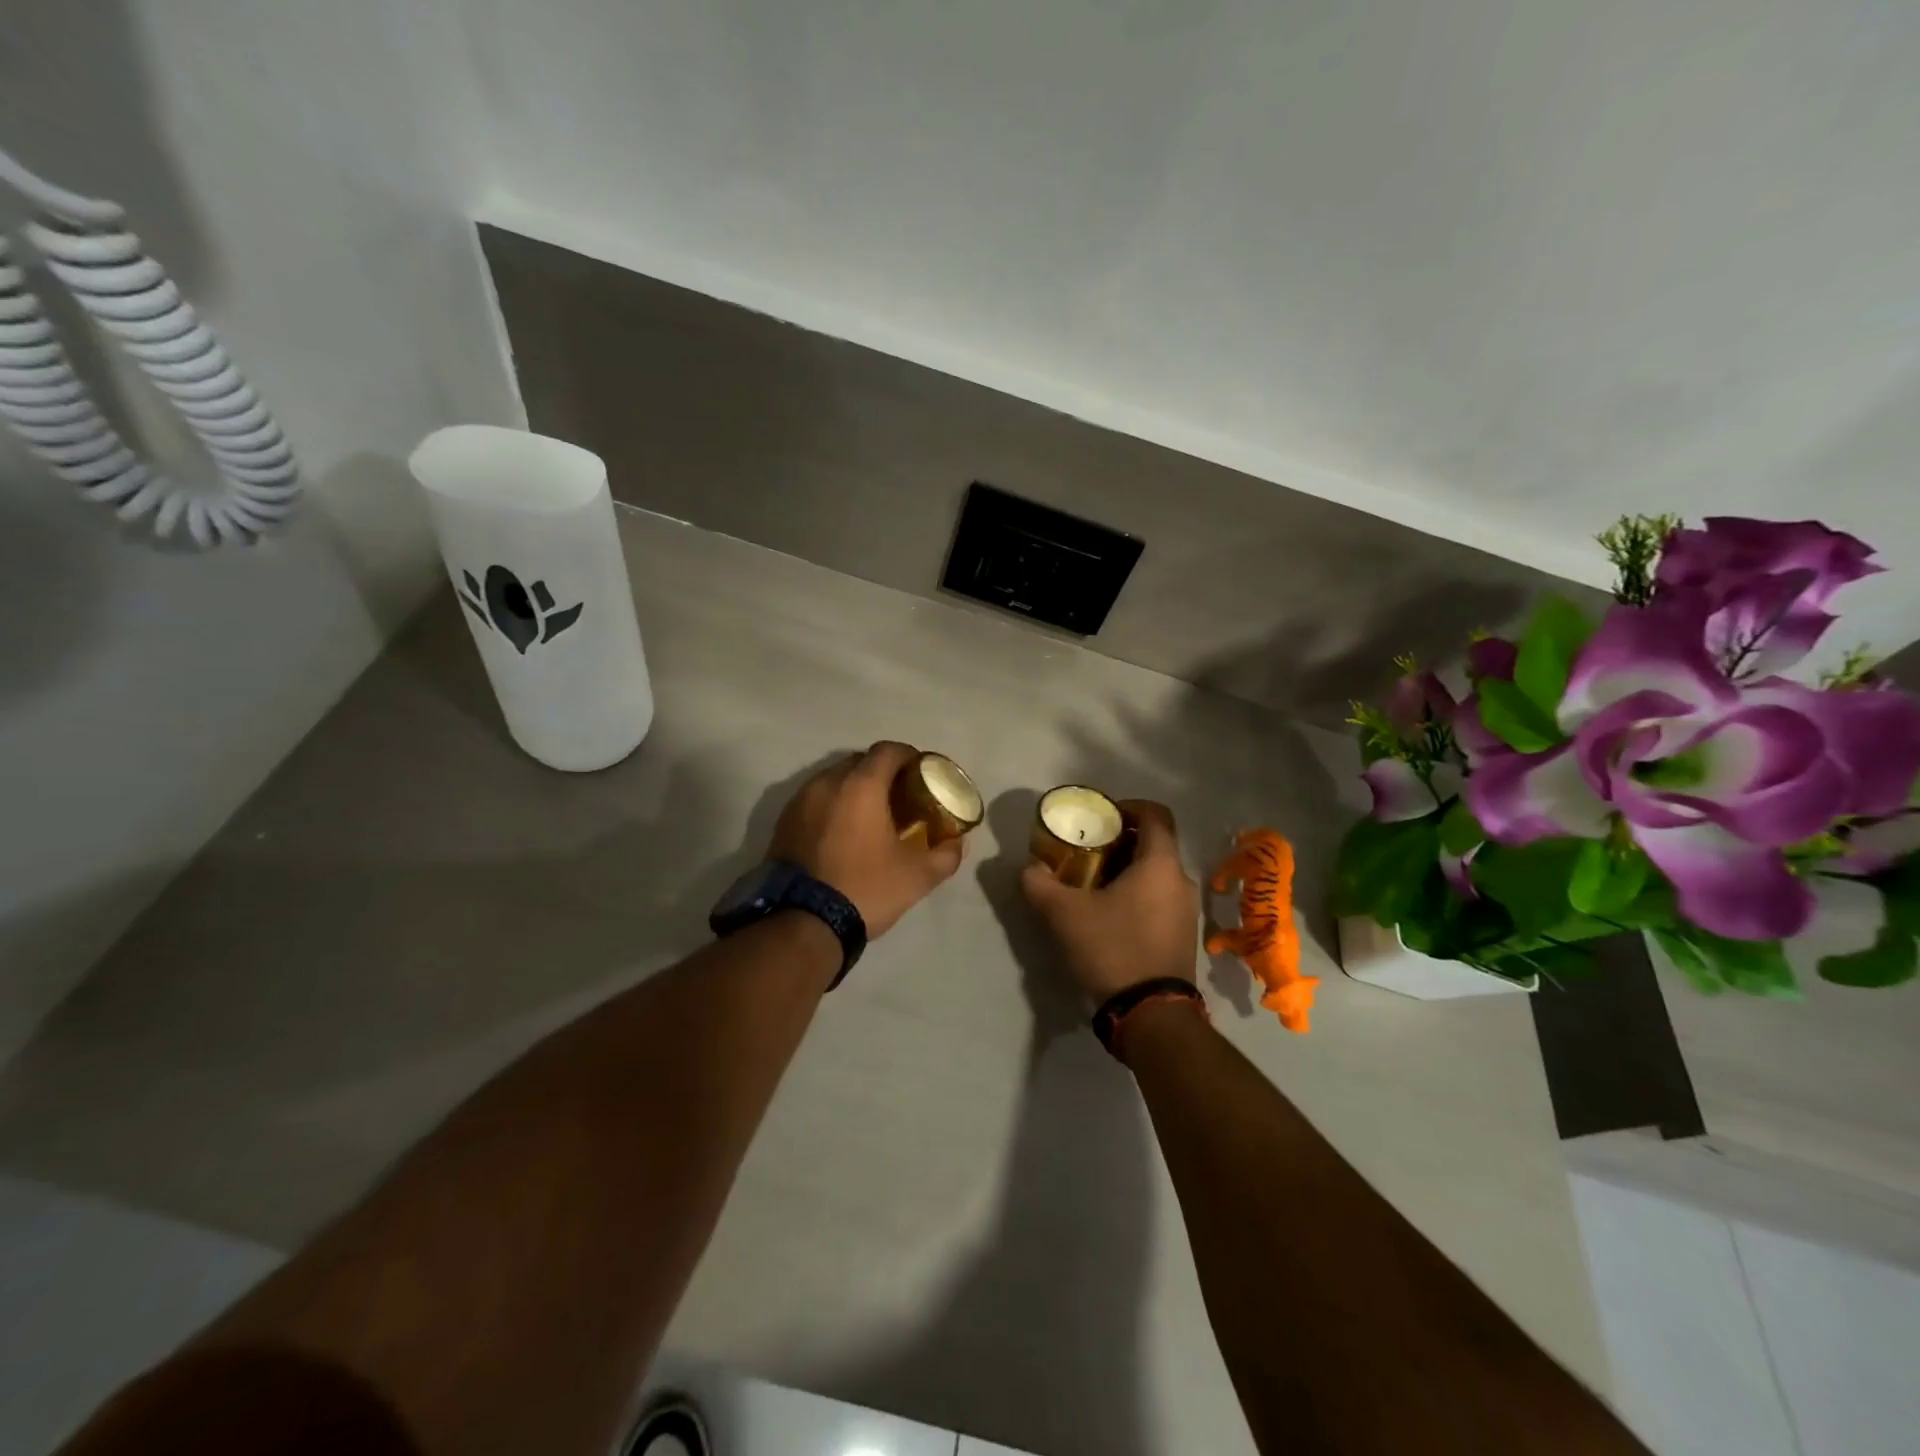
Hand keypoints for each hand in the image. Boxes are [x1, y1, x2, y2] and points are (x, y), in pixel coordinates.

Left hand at [770, 742, 964, 937]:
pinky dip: (833, 806)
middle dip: (882, 772)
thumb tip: (957, 842)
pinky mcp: (784, 822)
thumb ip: (946, 854)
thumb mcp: (918, 876)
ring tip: (871, 815)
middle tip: (900, 796)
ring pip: (834, 780)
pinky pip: (815, 800)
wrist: (803, 922)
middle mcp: (827, 782)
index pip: (888, 751)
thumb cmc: (866, 888)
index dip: (909, 757)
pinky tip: (843, 833)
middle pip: (860, 762)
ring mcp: (800, 800)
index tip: (922, 774)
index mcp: (861, 785)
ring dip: (855, 789)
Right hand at [1021, 799, 1200, 1000]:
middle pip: (1154, 844)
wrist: (1151, 1014)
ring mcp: (1186, 910)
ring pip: (1156, 873)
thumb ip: (1040, 883)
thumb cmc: (1113, 948)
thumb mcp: (1064, 914)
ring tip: (1092, 884)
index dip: (1128, 807)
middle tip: (1086, 851)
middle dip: (1120, 842)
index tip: (1101, 817)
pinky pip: (1160, 898)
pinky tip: (1109, 915)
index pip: (1155, 814)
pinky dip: (1137, 894)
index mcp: (1160, 863)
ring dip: (1127, 871)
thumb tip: (1029, 867)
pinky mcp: (1182, 935)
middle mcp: (1181, 880)